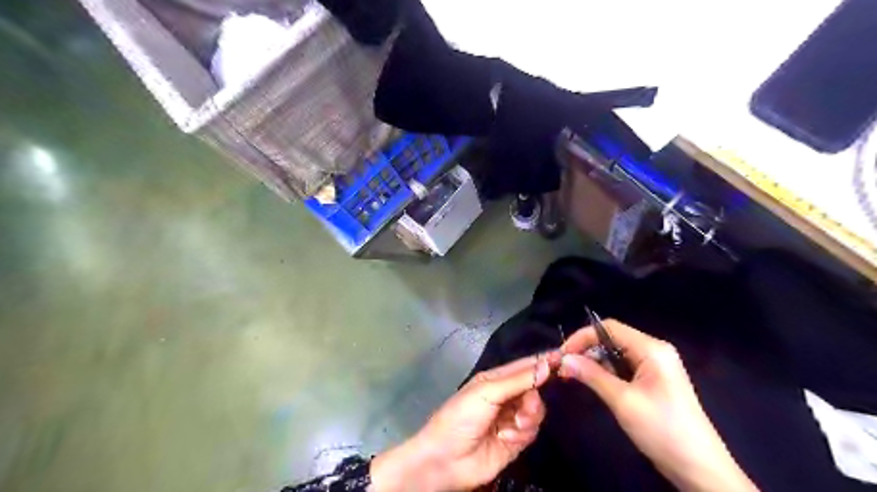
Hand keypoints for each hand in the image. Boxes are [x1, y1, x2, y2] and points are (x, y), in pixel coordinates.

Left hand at [371, 356, 549, 491]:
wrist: (446, 459)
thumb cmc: (461, 416)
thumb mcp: (487, 392)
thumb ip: (518, 380)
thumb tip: (548, 364)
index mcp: (496, 379)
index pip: (524, 366)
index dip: (543, 362)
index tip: (564, 359)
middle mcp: (506, 396)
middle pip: (535, 389)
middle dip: (534, 397)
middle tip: (527, 405)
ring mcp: (511, 419)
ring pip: (536, 411)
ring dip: (528, 417)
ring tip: (513, 425)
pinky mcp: (516, 441)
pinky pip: (531, 431)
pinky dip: (522, 434)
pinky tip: (506, 438)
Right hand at [558, 321, 757, 491]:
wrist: (700, 469)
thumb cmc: (663, 430)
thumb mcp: (623, 401)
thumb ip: (592, 375)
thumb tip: (563, 359)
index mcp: (652, 349)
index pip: (609, 328)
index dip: (582, 336)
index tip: (562, 354)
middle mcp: (654, 351)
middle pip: (612, 339)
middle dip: (586, 350)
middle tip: (563, 368)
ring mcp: (655, 367)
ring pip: (615, 354)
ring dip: (593, 363)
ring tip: (572, 376)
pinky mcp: (653, 381)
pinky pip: (623, 368)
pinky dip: (605, 373)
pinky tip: (591, 383)